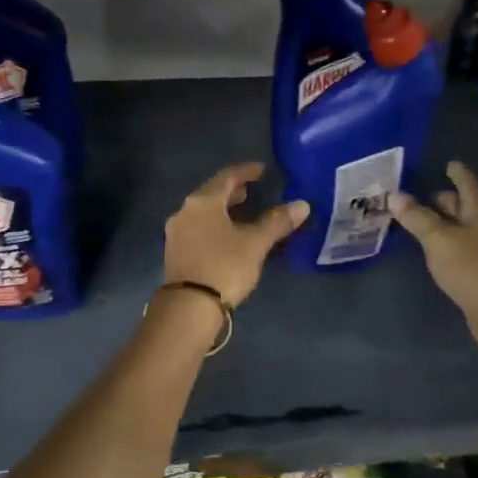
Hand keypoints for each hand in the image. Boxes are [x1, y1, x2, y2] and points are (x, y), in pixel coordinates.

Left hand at [163, 163, 307, 307]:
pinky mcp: (175, 252)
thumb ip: (277, 222)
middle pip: (211, 193)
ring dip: (222, 209)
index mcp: (203, 201)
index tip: (262, 170)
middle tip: (251, 191)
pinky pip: (197, 228)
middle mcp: (185, 211)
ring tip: (241, 213)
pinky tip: (226, 237)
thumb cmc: (224, 266)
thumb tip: (302, 205)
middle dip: (232, 191)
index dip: (246, 171)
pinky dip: (213, 225)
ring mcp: (176, 232)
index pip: (227, 176)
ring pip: (202, 212)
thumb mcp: (255, 243)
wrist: (189, 307)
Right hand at [389, 162, 477, 348]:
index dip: (456, 172)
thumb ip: (416, 217)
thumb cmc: (472, 268)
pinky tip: (434, 250)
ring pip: (463, 227)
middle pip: (464, 204)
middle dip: (443, 200)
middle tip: (416, 197)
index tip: (448, 163)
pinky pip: (464, 246)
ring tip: (418, 223)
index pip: (466, 181)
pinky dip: (448, 242)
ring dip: (443, 223)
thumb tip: (394, 195)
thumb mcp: (438, 239)